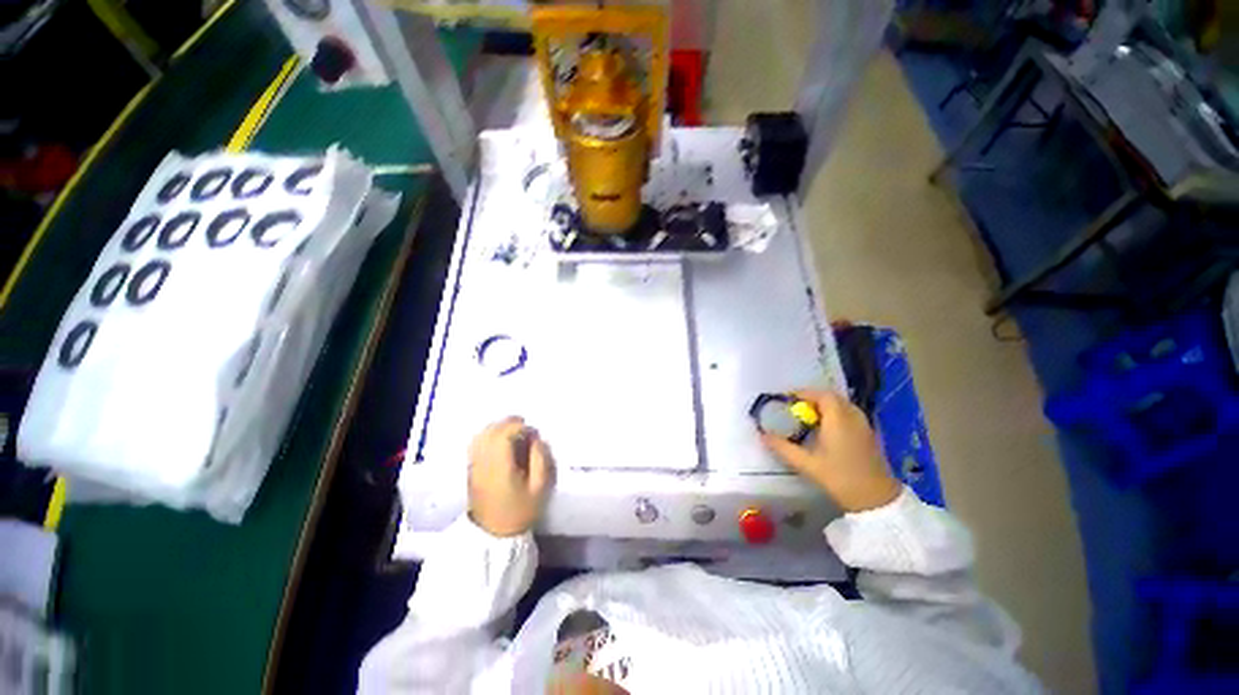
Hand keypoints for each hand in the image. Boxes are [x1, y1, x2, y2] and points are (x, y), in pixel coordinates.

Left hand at [468, 417, 554, 536]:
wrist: (494, 534)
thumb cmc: (520, 511)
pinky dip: (488, 435)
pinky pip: (476, 444)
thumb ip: (541, 459)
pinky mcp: (471, 469)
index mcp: (500, 468)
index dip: (519, 427)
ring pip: (481, 435)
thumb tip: (536, 439)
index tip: (533, 433)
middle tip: (525, 426)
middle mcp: (483, 463)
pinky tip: (500, 439)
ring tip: (513, 430)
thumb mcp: (540, 488)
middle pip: (490, 432)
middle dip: (508, 423)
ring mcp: (474, 466)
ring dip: (497, 428)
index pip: (503, 436)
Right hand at [760, 390, 900, 512]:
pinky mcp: (868, 434)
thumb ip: (783, 448)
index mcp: (838, 419)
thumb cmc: (840, 478)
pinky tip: (826, 428)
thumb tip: (763, 435)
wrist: (877, 500)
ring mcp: (864, 425)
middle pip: (832, 397)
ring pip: (842, 405)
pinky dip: (835, 414)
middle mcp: (853, 417)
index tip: (787, 399)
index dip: (803, 393)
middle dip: (812, 398)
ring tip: (808, 416)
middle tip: (795, 407)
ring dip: (824, 406)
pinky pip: (849, 414)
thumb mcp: (807, 464)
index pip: (821, 395)